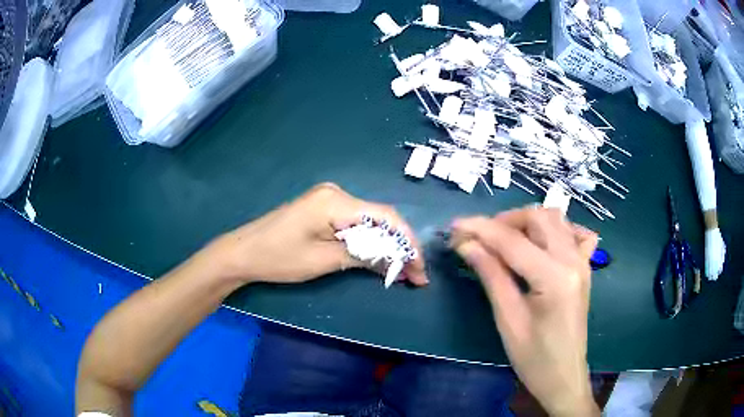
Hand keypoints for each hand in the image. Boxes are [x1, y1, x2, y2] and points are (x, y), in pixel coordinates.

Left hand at [206, 183, 427, 285]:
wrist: (243, 252)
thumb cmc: (278, 258)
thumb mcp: (324, 260)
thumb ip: (364, 256)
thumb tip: (399, 262)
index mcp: (335, 201)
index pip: (385, 217)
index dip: (407, 242)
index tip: (420, 268)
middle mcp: (337, 193)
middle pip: (380, 218)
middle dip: (400, 247)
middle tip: (414, 275)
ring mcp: (329, 199)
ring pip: (369, 222)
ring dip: (386, 246)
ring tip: (402, 271)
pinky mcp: (323, 209)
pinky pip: (355, 224)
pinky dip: (368, 242)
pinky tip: (379, 258)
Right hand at [451, 208, 599, 416]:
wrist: (564, 377)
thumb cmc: (533, 358)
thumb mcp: (507, 319)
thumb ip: (491, 275)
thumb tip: (466, 244)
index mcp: (554, 278)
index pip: (512, 241)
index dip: (481, 229)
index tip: (454, 226)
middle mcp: (573, 260)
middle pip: (539, 218)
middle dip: (505, 220)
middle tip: (479, 237)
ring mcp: (583, 262)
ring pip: (556, 220)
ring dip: (527, 222)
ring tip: (504, 240)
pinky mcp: (585, 268)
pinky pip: (575, 234)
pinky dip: (556, 230)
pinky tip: (542, 242)